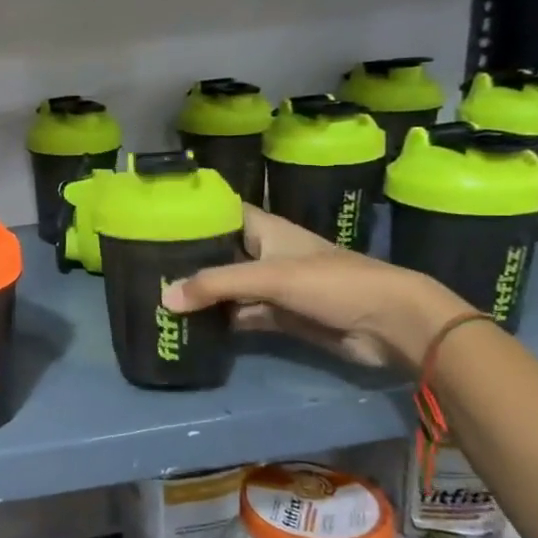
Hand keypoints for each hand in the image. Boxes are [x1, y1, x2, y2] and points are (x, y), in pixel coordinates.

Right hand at [161, 205, 471, 368]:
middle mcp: (267, 254)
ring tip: (159, 297)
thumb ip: (216, 285)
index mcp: (267, 230)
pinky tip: (191, 325)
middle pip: (221, 252)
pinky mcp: (282, 317)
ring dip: (203, 294)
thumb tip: (165, 298)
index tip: (158, 219)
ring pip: (230, 287)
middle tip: (147, 265)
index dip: (196, 213)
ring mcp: (275, 287)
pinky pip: (242, 315)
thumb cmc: (331, 283)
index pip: (224, 212)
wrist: (390, 325)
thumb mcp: (269, 277)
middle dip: (190, 260)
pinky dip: (221, 320)